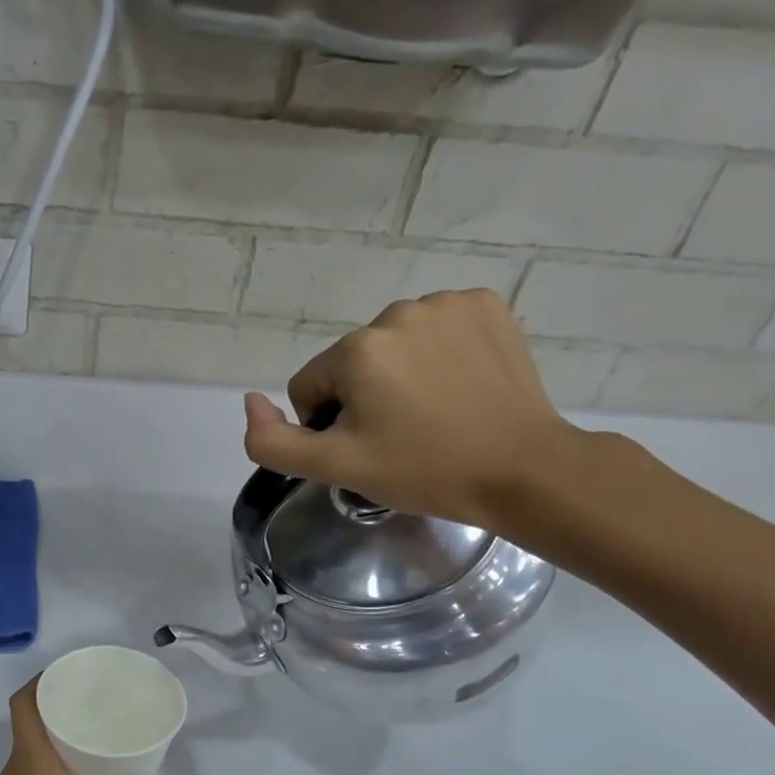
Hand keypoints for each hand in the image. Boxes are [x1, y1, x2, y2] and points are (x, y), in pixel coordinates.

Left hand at [0, 678, 165, 774]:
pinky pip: (33, 772)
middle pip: (30, 721)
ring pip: (32, 749)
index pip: (24, 703)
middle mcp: (15, 770)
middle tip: (99, 701)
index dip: (42, 680)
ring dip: (58, 735)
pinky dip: (56, 762)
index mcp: (30, 762)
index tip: (73, 673)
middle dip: (60, 704)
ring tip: (97, 733)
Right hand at [242, 288, 578, 529]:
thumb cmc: (424, 470)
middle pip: (351, 363)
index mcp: (356, 350)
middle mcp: (397, 313)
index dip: (329, 426)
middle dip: (364, 397)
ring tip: (434, 412)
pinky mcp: (486, 306)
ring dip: (400, 374)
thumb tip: (250, 403)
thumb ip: (272, 441)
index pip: (310, 388)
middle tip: (402, 435)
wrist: (524, 470)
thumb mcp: (336, 467)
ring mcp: (447, 304)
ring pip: (392, 345)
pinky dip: (439, 353)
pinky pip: (436, 328)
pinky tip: (460, 384)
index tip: (368, 448)